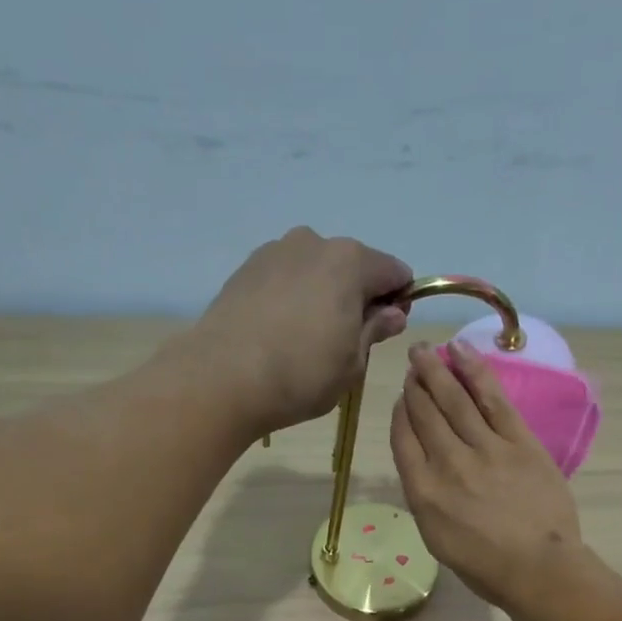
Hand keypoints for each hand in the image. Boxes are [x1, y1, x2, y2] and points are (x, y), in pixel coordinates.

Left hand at [195, 227, 412, 432]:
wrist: (223, 378)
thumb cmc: (302, 374)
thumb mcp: (352, 363)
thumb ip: (374, 331)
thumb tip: (392, 313)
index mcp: (350, 261)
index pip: (394, 272)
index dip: (399, 301)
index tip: (387, 331)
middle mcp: (313, 242)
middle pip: (352, 266)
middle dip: (357, 296)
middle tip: (346, 341)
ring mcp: (274, 251)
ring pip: (315, 270)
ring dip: (322, 296)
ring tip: (307, 340)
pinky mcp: (245, 269)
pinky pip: (284, 279)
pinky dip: (291, 298)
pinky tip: (280, 333)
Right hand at [390, 341, 586, 611]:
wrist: (539, 569)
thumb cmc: (485, 567)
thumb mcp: (437, 539)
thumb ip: (426, 498)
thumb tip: (425, 465)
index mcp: (423, 493)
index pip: (403, 440)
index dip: (400, 413)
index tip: (402, 397)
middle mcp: (447, 463)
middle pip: (425, 414)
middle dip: (415, 384)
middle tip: (412, 361)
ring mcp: (484, 448)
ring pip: (454, 399)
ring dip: (437, 370)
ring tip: (426, 350)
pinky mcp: (518, 441)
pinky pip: (491, 398)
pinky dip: (475, 372)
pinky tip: (462, 352)